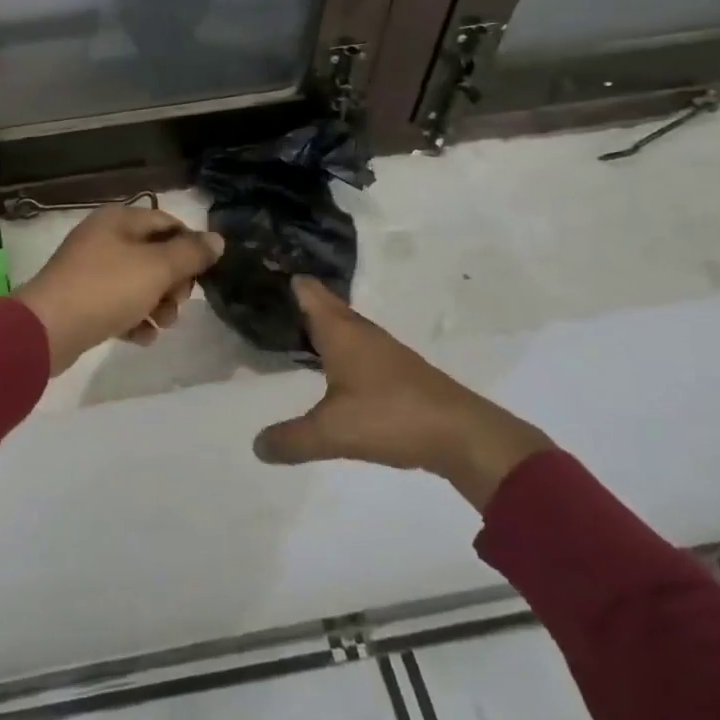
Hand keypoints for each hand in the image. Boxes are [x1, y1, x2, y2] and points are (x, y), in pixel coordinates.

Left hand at [14, 205, 223, 375]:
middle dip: (173, 281)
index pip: (166, 222)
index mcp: (118, 220)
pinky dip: (133, 320)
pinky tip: (141, 337)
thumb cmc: (106, 289)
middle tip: (178, 302)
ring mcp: (89, 271)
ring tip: (161, 325)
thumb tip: (217, 239)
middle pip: (153, 255)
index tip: (202, 274)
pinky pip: (117, 306)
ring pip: (137, 283)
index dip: (189, 245)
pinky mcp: (81, 301)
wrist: (47, 329)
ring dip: (157, 305)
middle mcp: (103, 239)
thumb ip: (190, 253)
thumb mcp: (157, 268)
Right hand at [253, 278, 554, 509]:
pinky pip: (355, 347)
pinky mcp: (396, 371)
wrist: (462, 435)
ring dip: (318, 326)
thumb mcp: (331, 432)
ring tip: (288, 331)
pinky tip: (327, 367)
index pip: (308, 291)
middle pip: (324, 305)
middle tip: (262, 304)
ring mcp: (382, 350)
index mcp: (341, 331)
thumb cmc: (391, 417)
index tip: (257, 273)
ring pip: (342, 327)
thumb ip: (291, 439)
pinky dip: (336, 348)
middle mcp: (360, 332)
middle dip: (296, 302)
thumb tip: (256, 445)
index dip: (285, 280)